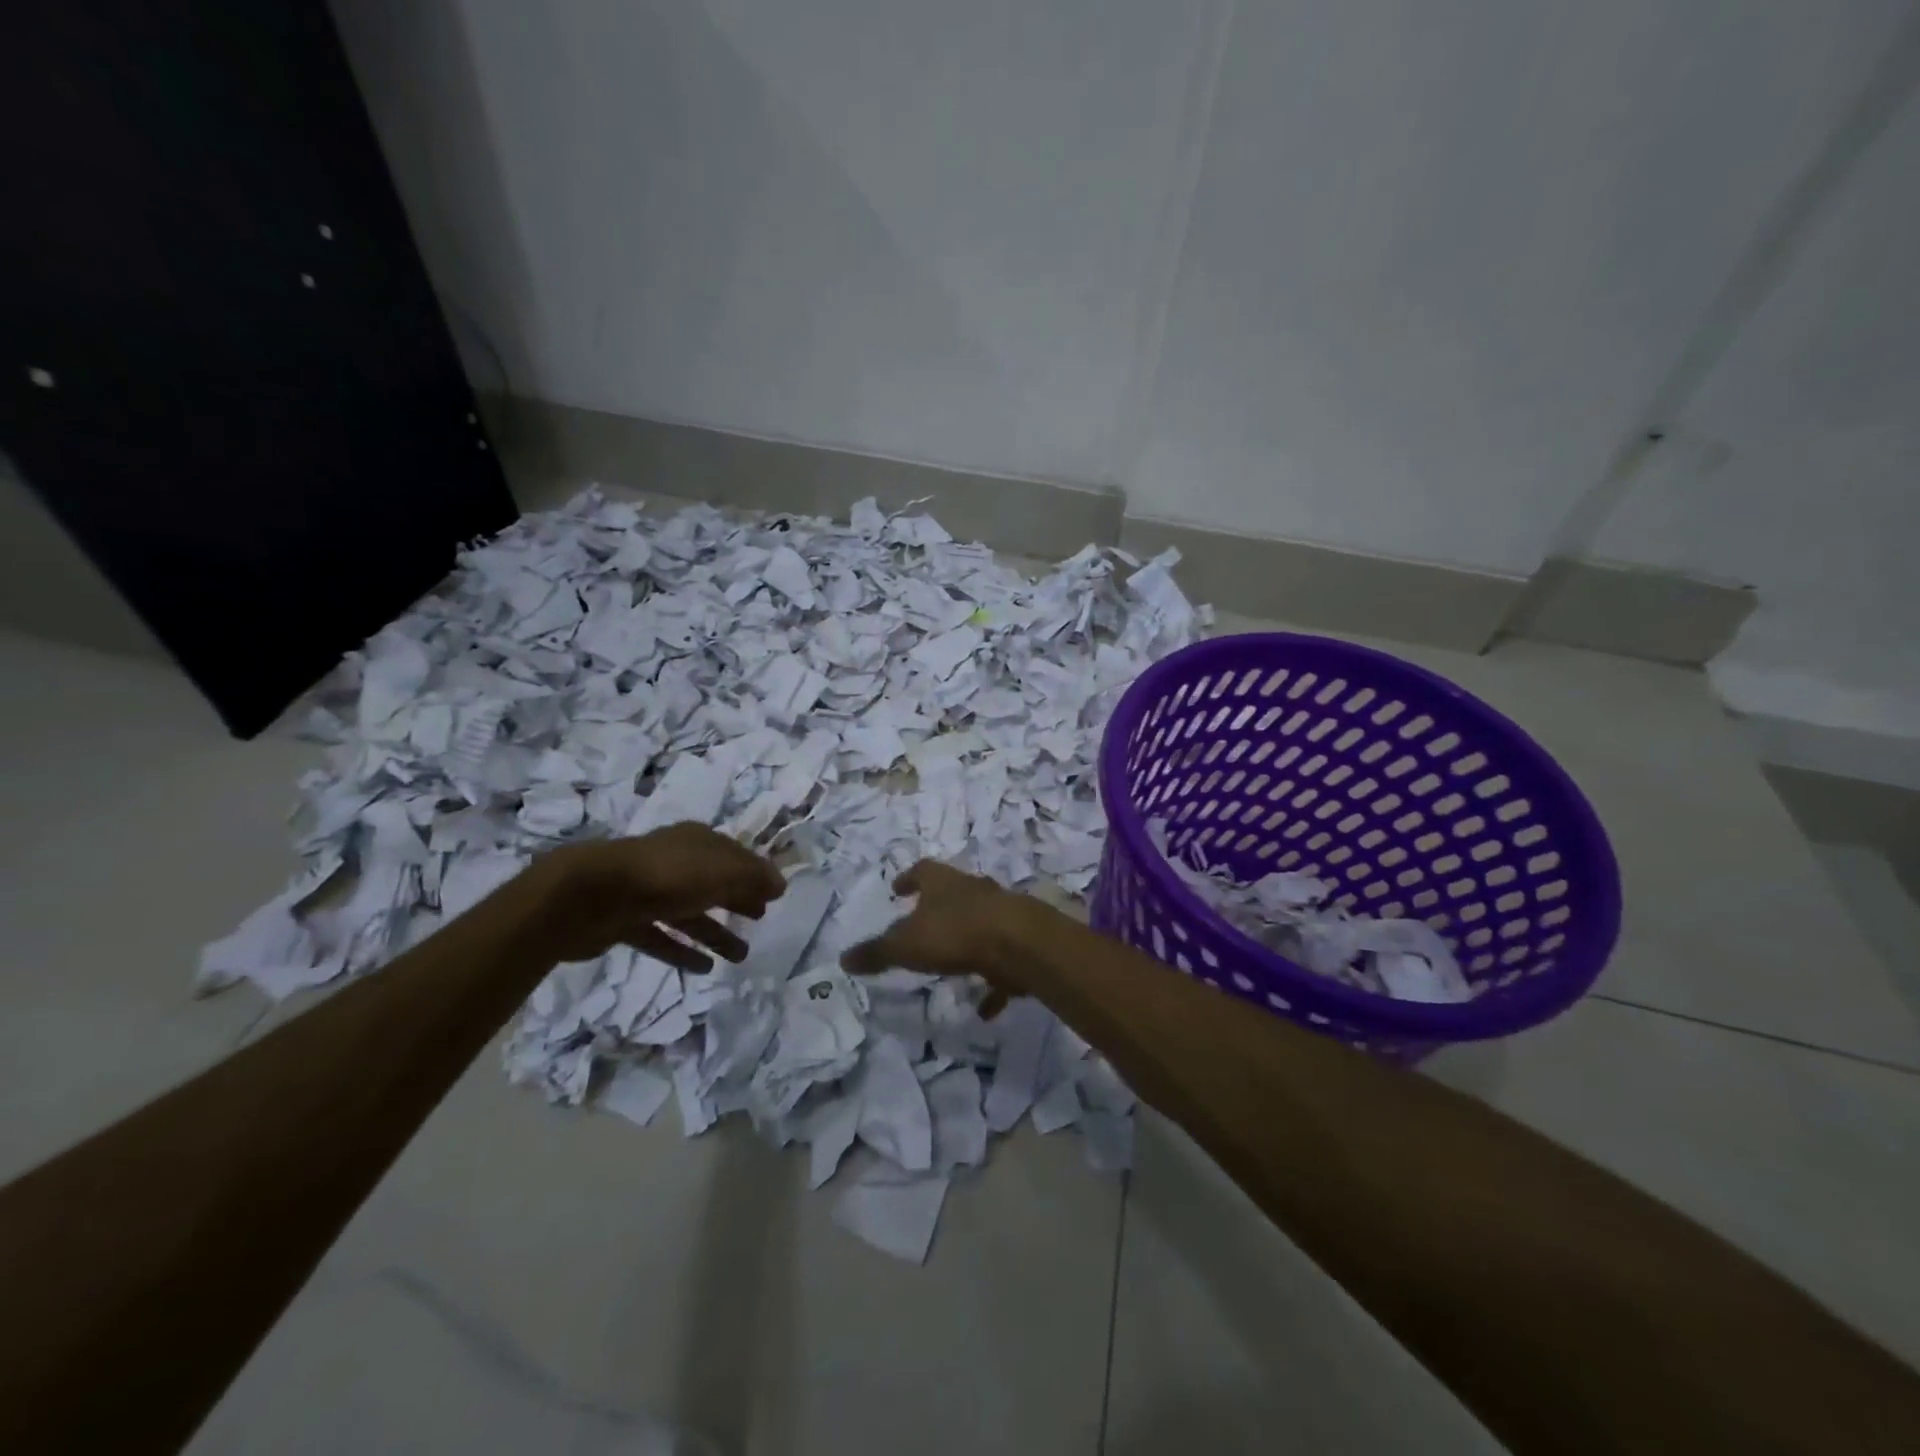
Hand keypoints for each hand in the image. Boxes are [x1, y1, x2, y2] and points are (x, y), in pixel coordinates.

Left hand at [535, 823, 786, 967]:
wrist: (589, 896)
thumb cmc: (666, 876)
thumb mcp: (722, 871)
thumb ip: (754, 878)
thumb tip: (780, 885)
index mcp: (697, 842)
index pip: (734, 856)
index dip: (756, 873)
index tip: (775, 895)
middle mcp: (674, 862)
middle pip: (713, 882)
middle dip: (738, 899)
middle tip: (760, 919)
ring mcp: (647, 891)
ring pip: (690, 913)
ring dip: (716, 933)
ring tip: (741, 957)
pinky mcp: (625, 922)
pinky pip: (662, 937)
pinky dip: (683, 951)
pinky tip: (703, 969)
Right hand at [840, 860, 1050, 1012]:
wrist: (1018, 943)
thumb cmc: (955, 933)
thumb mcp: (905, 945)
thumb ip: (876, 952)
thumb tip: (843, 959)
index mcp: (942, 882)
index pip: (922, 871)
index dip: (908, 879)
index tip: (897, 889)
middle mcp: (972, 890)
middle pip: (952, 893)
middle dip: (937, 908)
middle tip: (921, 923)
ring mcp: (999, 913)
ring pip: (978, 923)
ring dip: (965, 941)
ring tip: (950, 965)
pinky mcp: (1019, 941)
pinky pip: (1001, 962)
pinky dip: (992, 982)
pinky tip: (984, 1007)